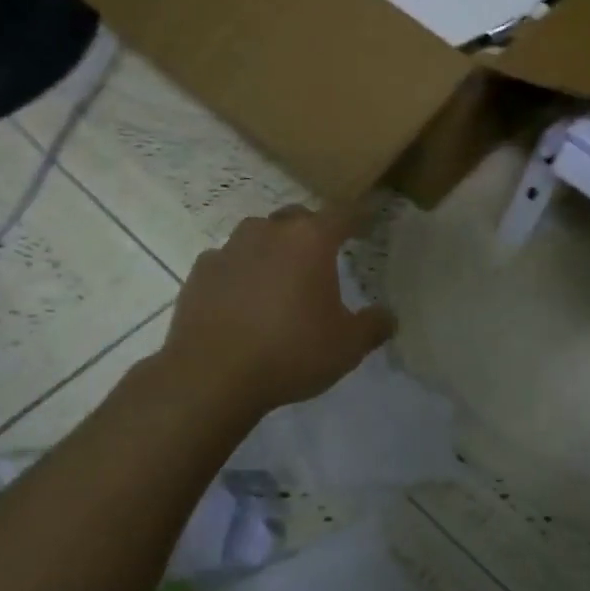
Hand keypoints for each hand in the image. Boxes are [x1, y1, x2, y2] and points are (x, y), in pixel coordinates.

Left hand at [158, 204, 395, 412]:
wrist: (210, 376)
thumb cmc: (290, 352)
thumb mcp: (347, 346)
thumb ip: (373, 326)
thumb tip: (388, 317)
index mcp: (310, 240)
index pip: (344, 214)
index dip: (359, 217)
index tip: (368, 222)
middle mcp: (270, 232)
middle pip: (298, 218)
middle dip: (313, 231)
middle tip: (323, 255)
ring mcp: (230, 248)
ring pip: (259, 234)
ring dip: (273, 247)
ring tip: (280, 276)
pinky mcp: (200, 271)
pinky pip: (228, 260)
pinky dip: (240, 271)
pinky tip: (242, 297)